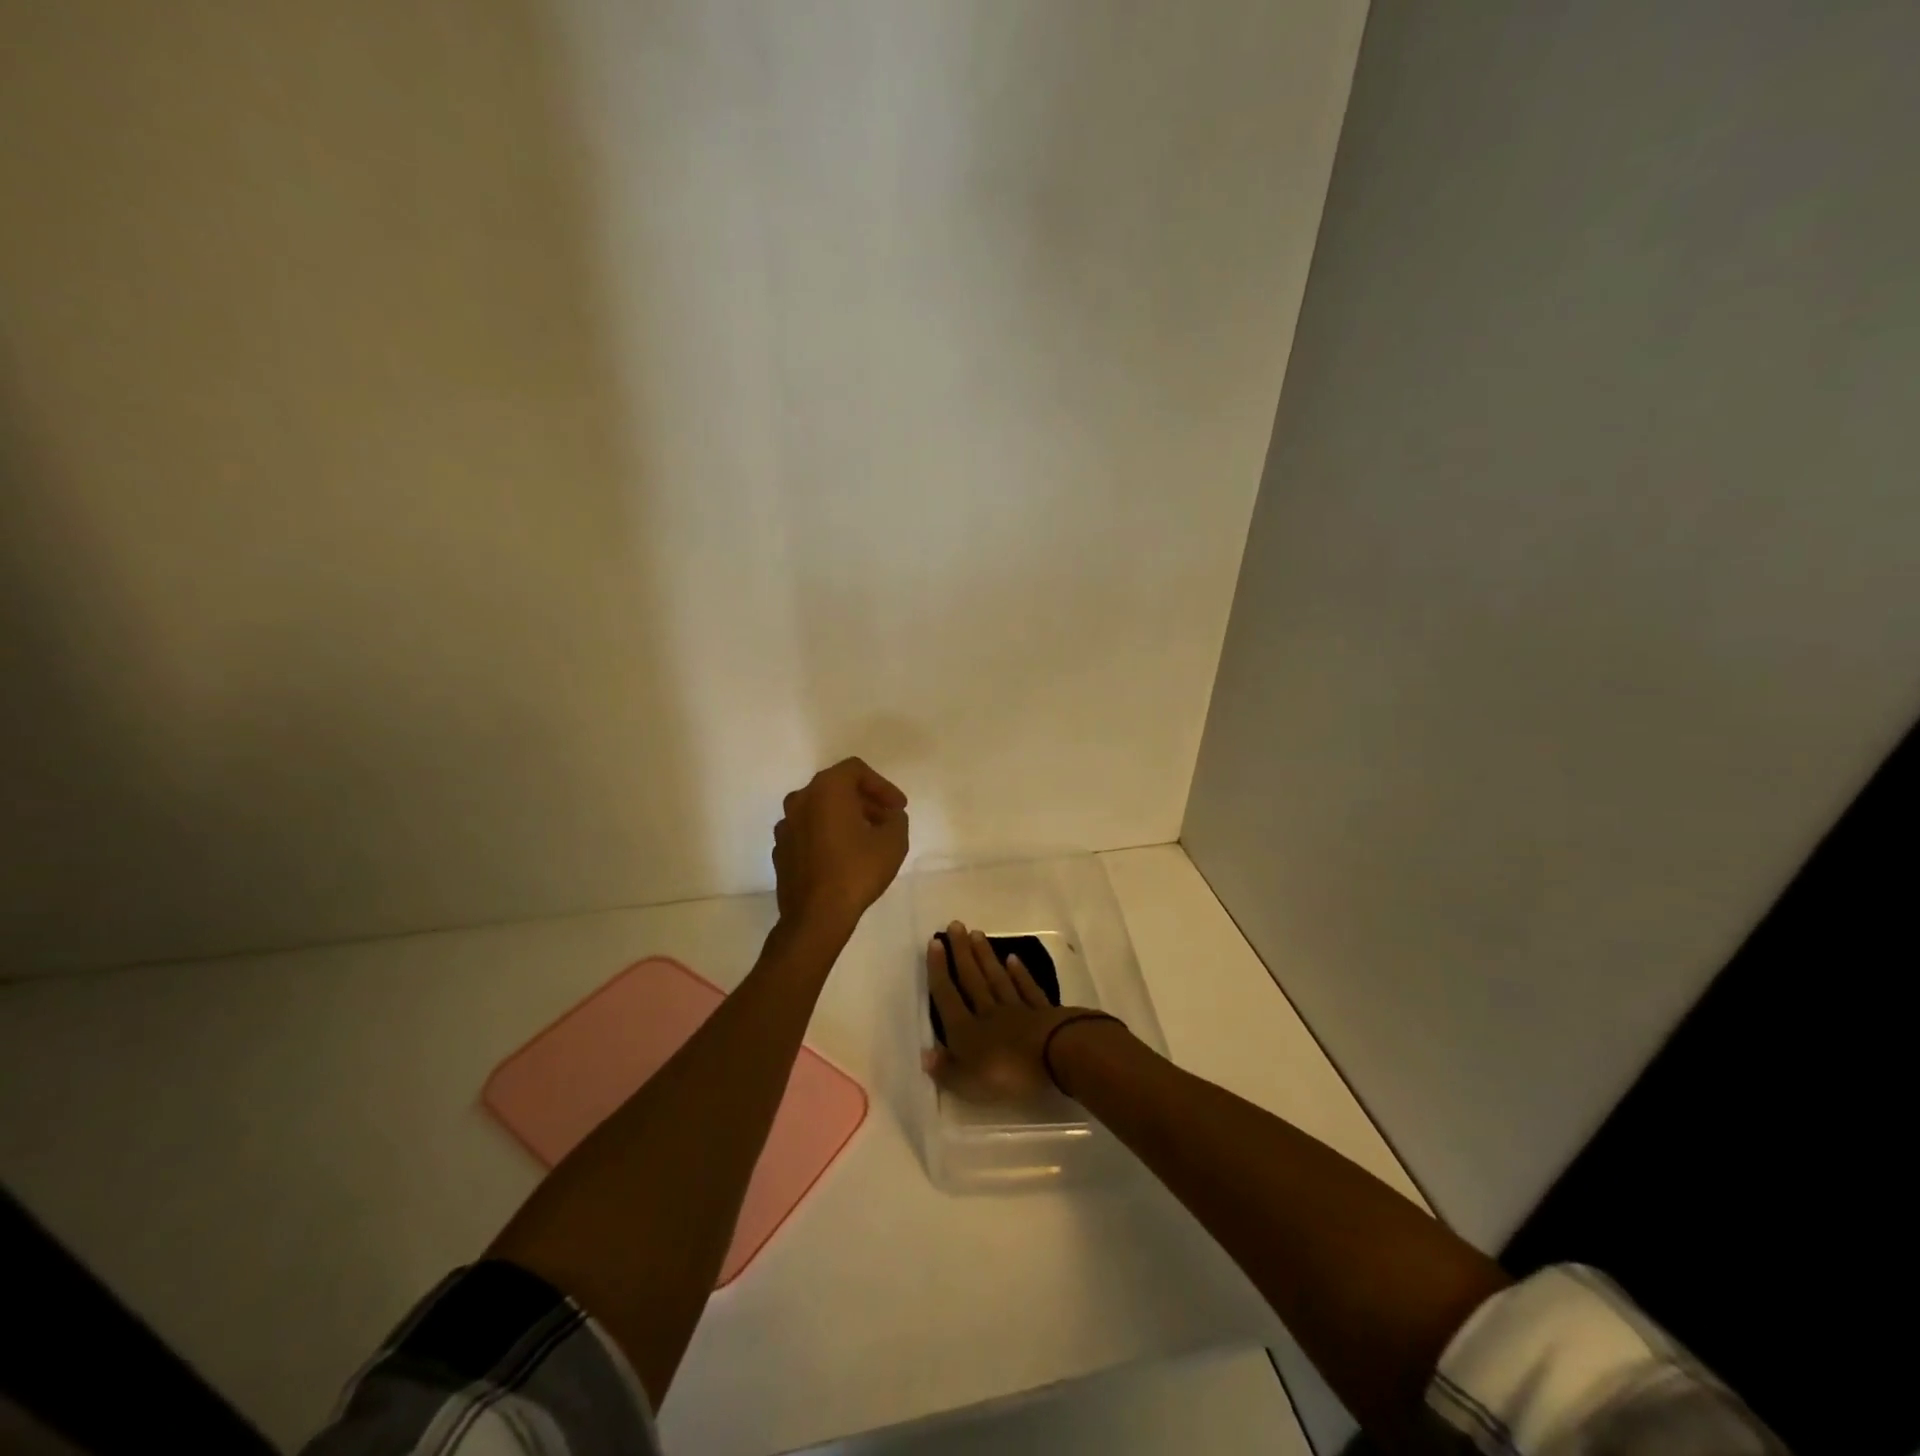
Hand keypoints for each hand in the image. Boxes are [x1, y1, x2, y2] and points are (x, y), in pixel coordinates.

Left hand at [771, 757, 908, 932]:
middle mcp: (800, 800)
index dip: (882, 785)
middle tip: (886, 820)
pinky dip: (826, 835)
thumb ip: (896, 819)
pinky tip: (843, 857)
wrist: (816, 916)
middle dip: (864, 801)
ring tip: (867, 839)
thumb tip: (889, 817)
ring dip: (845, 818)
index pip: (856, 770)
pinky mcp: (781, 850)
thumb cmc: (857, 871)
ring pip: (820, 810)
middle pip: (836, 788)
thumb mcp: (893, 841)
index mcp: (826, 789)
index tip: (898, 807)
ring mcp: (786, 826)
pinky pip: (808, 832)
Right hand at [924, 922, 1094, 1101]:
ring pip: (998, 978)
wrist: (1057, 1057)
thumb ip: (947, 1070)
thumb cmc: (1009, 1073)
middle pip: (973, 979)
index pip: (948, 996)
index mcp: (967, 1031)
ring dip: (986, 956)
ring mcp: (1018, 1010)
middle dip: (962, 952)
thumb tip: (926, 1054)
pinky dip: (1020, 974)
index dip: (939, 970)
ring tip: (977, 934)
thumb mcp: (969, 1083)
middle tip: (955, 925)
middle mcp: (989, 1013)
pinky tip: (1013, 959)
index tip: (935, 942)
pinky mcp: (1044, 1012)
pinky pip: (1028, 989)